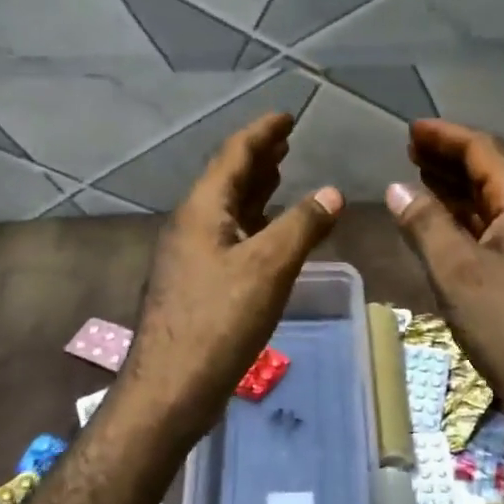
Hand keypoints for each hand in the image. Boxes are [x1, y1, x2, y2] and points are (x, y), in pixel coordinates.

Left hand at [119, 113, 342, 441]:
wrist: (170, 387)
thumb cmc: (218, 320)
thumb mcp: (268, 267)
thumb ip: (302, 226)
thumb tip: (332, 192)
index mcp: (203, 209)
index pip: (234, 154)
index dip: (262, 132)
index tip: (287, 116)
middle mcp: (192, 224)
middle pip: (228, 177)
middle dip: (259, 156)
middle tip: (287, 140)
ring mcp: (191, 254)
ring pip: (228, 208)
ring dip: (255, 187)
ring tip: (281, 171)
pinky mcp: (197, 282)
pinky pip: (229, 235)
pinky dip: (253, 222)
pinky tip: (270, 230)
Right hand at [385, 119, 503, 436]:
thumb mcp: (457, 274)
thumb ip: (425, 224)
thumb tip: (397, 188)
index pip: (486, 150)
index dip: (446, 136)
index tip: (411, 130)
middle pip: (496, 170)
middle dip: (452, 157)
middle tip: (411, 150)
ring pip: (499, 200)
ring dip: (461, 186)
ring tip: (422, 176)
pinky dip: (472, 216)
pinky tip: (448, 222)